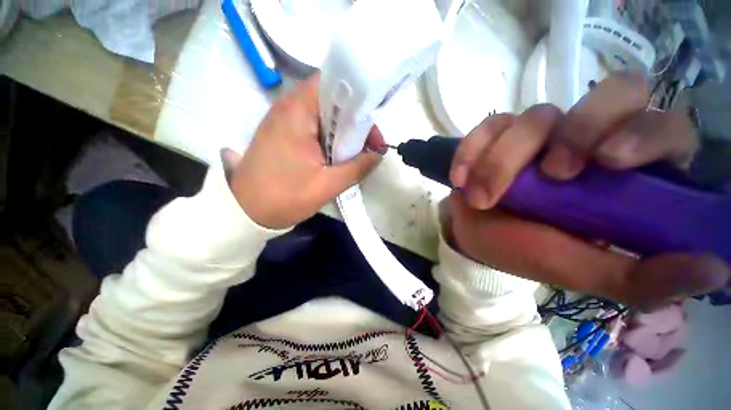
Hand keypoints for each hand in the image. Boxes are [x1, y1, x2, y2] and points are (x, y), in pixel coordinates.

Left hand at [224, 74, 384, 228]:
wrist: (245, 211)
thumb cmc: (284, 197)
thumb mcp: (327, 185)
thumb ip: (357, 168)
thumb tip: (378, 155)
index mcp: (297, 112)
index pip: (333, 84)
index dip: (357, 101)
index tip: (371, 128)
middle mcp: (288, 107)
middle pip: (331, 100)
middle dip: (354, 121)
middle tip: (368, 145)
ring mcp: (283, 119)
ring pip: (323, 114)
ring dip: (342, 131)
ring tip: (355, 153)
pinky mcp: (282, 133)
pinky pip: (313, 126)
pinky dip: (329, 137)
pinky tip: (336, 155)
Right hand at [448, 74, 729, 309]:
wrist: (475, 236)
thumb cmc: (524, 252)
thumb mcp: (581, 270)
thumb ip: (641, 277)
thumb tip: (716, 269)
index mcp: (624, 175)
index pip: (664, 126)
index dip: (644, 132)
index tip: (606, 162)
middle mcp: (588, 140)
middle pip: (614, 92)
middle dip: (578, 130)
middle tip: (549, 173)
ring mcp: (539, 132)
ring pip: (534, 117)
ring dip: (501, 162)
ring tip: (480, 199)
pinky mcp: (497, 134)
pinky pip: (487, 126)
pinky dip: (470, 153)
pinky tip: (460, 179)